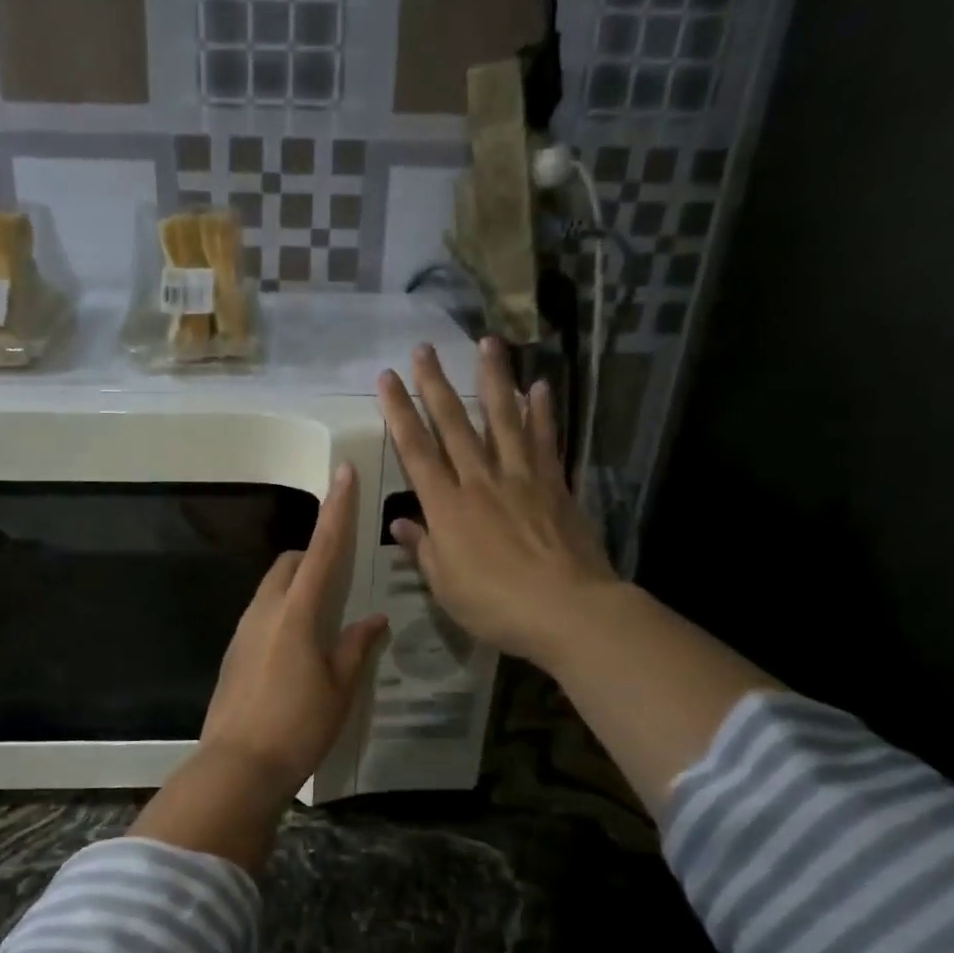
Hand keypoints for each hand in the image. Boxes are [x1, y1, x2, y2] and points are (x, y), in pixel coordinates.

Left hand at [197, 463, 387, 793]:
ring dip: (297, 587)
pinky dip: (283, 612)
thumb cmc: (297, 726)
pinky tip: (299, 649)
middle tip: (342, 580)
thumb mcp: (340, 689)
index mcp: (297, 612)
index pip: (321, 549)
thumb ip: (356, 647)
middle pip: (290, 564)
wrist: (237, 767)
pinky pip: (262, 614)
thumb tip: (372, 619)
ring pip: (273, 588)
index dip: (336, 510)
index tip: (342, 473)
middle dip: (314, 556)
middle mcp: (265, 610)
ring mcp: (244, 630)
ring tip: (324, 618)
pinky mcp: (234, 652)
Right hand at [376, 338, 615, 665]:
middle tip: (424, 348)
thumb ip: (423, 548)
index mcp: (447, 507)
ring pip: (502, 420)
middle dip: (435, 385)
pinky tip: (540, 386)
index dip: (398, 413)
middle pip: (454, 425)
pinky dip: (541, 413)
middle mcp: (480, 481)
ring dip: (492, 380)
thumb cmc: (495, 606)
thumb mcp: (445, 585)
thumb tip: (400, 522)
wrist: (567, 610)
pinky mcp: (554, 485)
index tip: (386, 378)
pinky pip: (545, 441)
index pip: (416, 451)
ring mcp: (521, 478)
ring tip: (487, 342)